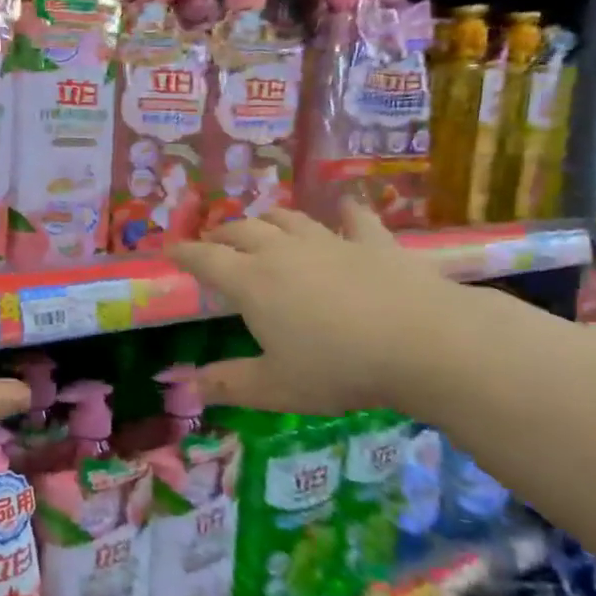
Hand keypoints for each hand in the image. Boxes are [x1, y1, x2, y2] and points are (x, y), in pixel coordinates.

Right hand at [169, 204, 460, 416]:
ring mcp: (331, 242)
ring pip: (289, 219)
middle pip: (243, 231)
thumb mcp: (275, 387)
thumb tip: (185, 385)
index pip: (207, 259)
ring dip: (269, 219)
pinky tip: (345, 208)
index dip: (184, 254)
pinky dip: (345, 212)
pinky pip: (355, 219)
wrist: (425, 343)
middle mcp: (284, 253)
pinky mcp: (375, 243)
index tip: (170, 250)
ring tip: (261, 224)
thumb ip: (228, 383)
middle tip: (213, 242)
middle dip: (222, 234)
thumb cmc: (339, 367)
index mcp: (253, 282)